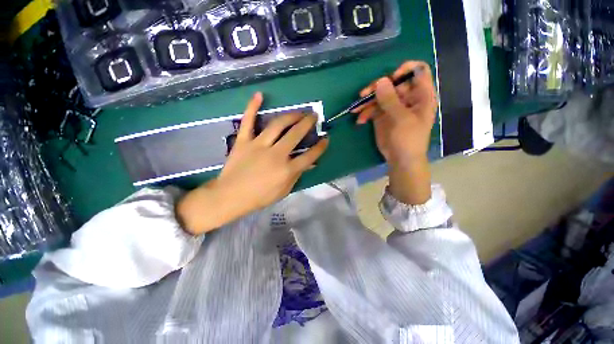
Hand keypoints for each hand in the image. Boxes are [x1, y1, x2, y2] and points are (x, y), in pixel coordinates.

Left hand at [177, 92, 328, 234]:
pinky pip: (248, 121)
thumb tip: (310, 164)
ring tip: (298, 112)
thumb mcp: (284, 191)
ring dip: (290, 116)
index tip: (326, 139)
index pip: (309, 156)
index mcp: (286, 170)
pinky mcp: (243, 141)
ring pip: (277, 125)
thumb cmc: (260, 197)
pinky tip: (259, 95)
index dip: (320, 147)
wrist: (231, 196)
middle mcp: (276, 154)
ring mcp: (258, 145)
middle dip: (307, 123)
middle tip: (313, 116)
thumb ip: (297, 176)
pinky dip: (252, 107)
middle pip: (296, 134)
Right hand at [352, 61, 436, 204]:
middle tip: (364, 94)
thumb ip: (391, 100)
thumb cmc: (408, 139)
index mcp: (421, 95)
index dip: (405, 70)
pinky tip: (360, 120)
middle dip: (377, 87)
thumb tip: (380, 81)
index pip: (417, 71)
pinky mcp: (382, 116)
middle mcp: (407, 98)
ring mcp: (393, 107)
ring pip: (379, 95)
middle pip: (392, 83)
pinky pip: (372, 108)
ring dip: (366, 101)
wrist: (400, 159)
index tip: (391, 78)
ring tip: (356, 109)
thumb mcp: (402, 119)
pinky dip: (365, 113)